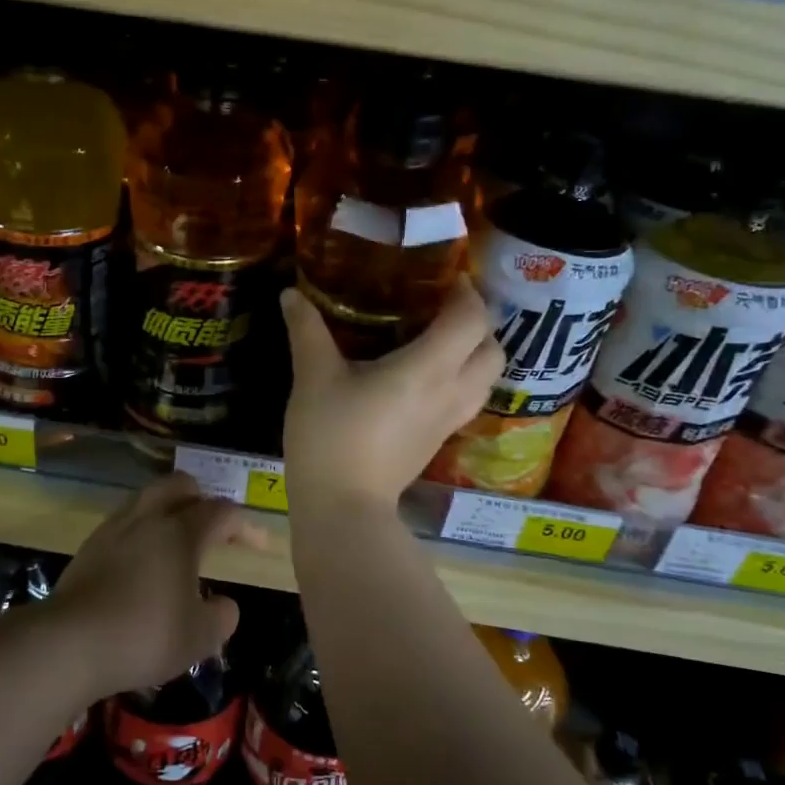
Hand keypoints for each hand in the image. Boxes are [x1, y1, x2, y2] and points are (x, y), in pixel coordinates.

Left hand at [49, 474, 250, 696]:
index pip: (221, 513)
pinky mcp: (88, 547)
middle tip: (211, 527)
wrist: (69, 643)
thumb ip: (222, 616)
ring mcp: (113, 528)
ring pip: (147, 499)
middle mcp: (148, 518)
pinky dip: (141, 532)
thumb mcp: (199, 637)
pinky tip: (142, 562)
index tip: (258, 545)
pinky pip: (124, 523)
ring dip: (168, 511)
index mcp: (181, 532)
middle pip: (179, 485)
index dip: (244, 526)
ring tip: (175, 543)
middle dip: (201, 499)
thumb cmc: (144, 635)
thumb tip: (224, 604)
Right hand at [281, 277, 503, 508]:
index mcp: (427, 369)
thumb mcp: (313, 377)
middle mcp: (451, 391)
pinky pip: (469, 397)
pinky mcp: (440, 440)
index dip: (467, 292)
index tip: (446, 277)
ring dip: (475, 351)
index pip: (472, 319)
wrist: (343, 507)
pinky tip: (425, 375)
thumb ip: (306, 330)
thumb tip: (291, 293)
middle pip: (493, 348)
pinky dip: (462, 376)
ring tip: (438, 337)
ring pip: (487, 377)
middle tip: (444, 307)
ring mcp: (449, 420)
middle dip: (478, 322)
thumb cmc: (330, 436)